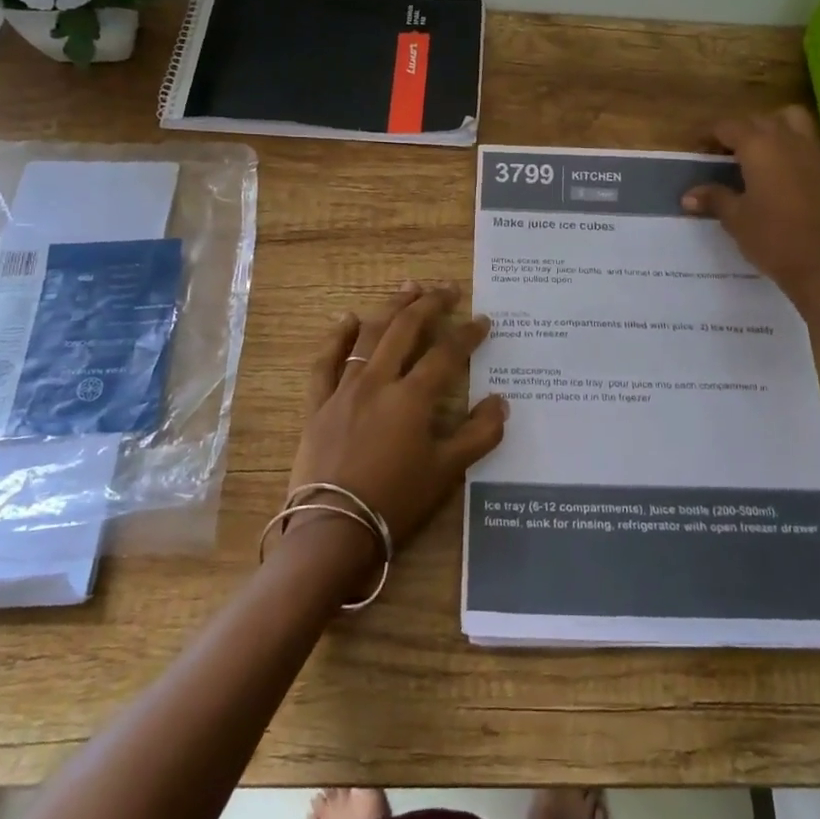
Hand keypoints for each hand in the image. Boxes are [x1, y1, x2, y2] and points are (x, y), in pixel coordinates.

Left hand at [288, 282, 507, 554]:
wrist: (332, 530)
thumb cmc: (396, 502)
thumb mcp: (446, 472)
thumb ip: (478, 435)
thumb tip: (501, 402)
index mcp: (412, 397)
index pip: (446, 354)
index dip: (468, 334)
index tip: (483, 320)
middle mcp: (378, 382)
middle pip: (406, 330)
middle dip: (429, 305)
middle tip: (447, 288)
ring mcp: (344, 390)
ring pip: (368, 336)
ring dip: (390, 308)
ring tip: (407, 288)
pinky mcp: (318, 405)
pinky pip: (325, 363)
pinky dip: (337, 338)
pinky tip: (348, 319)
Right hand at [682, 105, 819, 306]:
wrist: (817, 264)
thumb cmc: (769, 237)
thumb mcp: (734, 218)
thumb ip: (713, 198)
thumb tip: (688, 195)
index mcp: (758, 147)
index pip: (728, 126)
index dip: (709, 134)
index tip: (697, 148)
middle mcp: (788, 141)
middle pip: (760, 120)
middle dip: (740, 130)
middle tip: (724, 154)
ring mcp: (816, 155)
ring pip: (798, 120)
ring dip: (780, 125)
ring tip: (766, 146)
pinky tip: (814, 160)